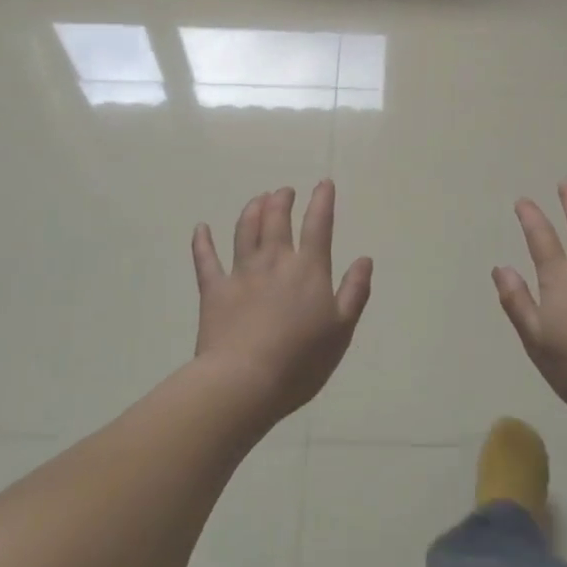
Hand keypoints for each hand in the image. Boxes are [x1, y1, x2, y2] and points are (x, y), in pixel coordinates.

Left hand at [191, 181, 372, 426]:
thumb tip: (365, 259)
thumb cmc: (301, 361)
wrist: (244, 382)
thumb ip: (354, 291)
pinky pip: (206, 260)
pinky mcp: (214, 290)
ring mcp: (241, 273)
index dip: (322, 201)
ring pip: (245, 230)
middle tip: (284, 191)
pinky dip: (202, 242)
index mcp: (308, 269)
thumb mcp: (341, 330)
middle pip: (277, 219)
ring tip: (257, 199)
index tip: (324, 184)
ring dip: (252, 210)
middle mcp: (275, 261)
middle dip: (282, 200)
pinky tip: (201, 228)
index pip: (318, 225)